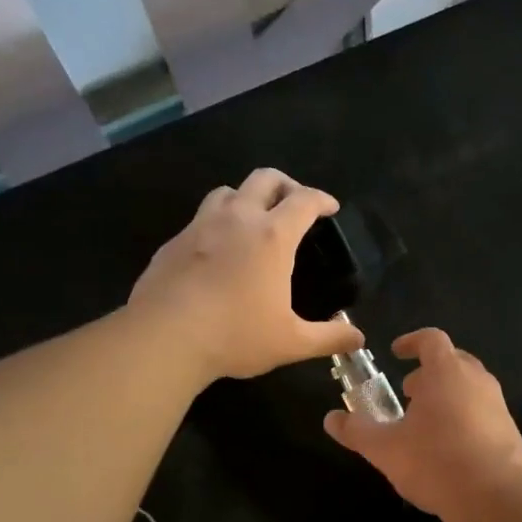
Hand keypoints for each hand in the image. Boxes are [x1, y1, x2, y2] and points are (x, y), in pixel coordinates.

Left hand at [130, 169, 362, 381]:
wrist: (163, 338)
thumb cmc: (235, 335)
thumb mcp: (291, 342)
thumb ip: (329, 338)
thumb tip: (358, 339)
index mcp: (272, 236)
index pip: (304, 200)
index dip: (322, 199)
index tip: (330, 208)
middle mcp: (237, 219)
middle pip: (265, 178)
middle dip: (286, 185)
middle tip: (294, 205)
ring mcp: (200, 226)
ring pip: (227, 191)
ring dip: (246, 197)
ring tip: (253, 221)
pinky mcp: (172, 243)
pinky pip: (199, 219)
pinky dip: (216, 224)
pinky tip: (217, 252)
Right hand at [324, 328, 521, 519]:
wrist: (495, 498)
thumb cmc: (435, 461)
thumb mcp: (385, 448)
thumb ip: (357, 431)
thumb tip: (331, 419)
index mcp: (447, 372)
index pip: (431, 339)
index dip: (412, 342)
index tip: (397, 353)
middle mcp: (477, 380)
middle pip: (453, 360)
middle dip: (429, 372)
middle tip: (409, 392)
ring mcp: (498, 405)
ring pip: (470, 387)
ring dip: (447, 395)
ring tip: (426, 422)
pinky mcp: (510, 430)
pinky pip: (483, 412)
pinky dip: (464, 417)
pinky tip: (450, 447)